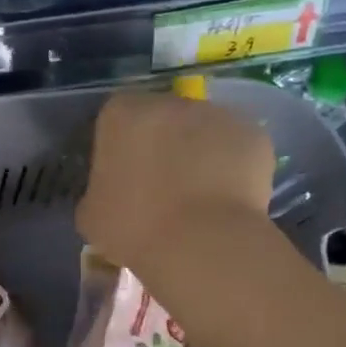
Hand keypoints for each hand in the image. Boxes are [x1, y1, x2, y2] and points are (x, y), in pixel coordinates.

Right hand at [77, 90, 275, 275]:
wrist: (201, 243)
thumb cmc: (134, 227)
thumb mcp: (91, 214)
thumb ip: (98, 190)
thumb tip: (109, 193)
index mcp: (122, 113)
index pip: (116, 117)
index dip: (121, 145)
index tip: (123, 174)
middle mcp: (169, 102)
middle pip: (162, 117)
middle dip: (162, 142)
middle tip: (162, 184)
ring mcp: (217, 114)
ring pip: (203, 129)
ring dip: (199, 151)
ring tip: (199, 194)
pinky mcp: (254, 135)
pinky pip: (236, 148)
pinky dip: (232, 166)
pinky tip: (226, 199)